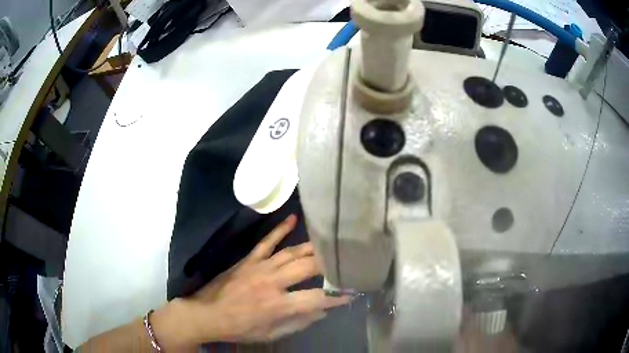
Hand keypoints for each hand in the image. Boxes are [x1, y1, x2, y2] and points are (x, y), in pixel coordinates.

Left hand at [181, 215, 349, 343]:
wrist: (207, 313)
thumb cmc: (240, 328)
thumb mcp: (271, 334)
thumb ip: (298, 323)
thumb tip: (322, 311)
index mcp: (279, 305)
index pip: (317, 298)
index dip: (338, 295)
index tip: (353, 290)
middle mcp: (273, 282)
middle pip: (308, 267)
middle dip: (330, 264)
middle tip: (345, 259)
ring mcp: (260, 267)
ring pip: (292, 252)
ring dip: (313, 247)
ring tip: (330, 242)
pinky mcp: (249, 259)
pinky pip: (267, 241)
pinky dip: (280, 229)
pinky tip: (293, 218)